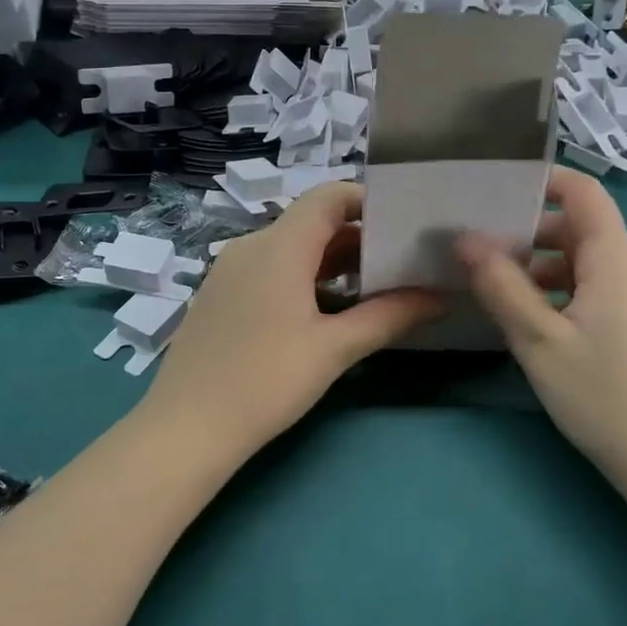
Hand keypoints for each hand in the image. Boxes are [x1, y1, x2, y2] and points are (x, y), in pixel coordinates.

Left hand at [140, 183, 443, 461]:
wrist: (186, 428)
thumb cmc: (265, 382)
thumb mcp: (334, 349)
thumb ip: (390, 316)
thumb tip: (440, 297)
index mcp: (279, 246)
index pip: (329, 196)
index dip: (368, 201)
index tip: (404, 224)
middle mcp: (251, 246)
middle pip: (312, 222)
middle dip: (359, 238)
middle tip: (403, 261)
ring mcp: (230, 270)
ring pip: (291, 248)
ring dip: (333, 261)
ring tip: (376, 288)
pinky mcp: (220, 295)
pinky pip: (270, 269)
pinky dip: (304, 278)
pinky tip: (328, 311)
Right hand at [456, 167, 626, 482]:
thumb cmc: (604, 395)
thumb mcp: (539, 340)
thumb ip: (501, 286)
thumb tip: (465, 240)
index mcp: (616, 261)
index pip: (585, 194)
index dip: (545, 181)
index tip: (497, 191)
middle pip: (580, 229)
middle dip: (530, 234)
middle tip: (481, 253)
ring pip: (585, 264)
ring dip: (542, 269)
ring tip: (498, 292)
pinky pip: (596, 290)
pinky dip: (561, 293)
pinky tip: (533, 323)